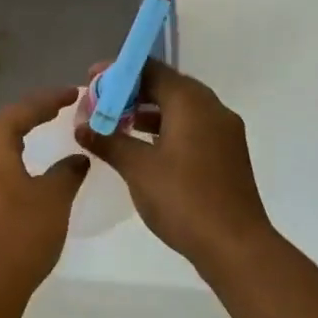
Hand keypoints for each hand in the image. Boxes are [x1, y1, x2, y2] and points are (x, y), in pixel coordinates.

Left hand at [0, 87, 88, 310]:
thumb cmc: (19, 236)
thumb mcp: (53, 200)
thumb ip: (67, 172)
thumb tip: (77, 157)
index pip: (21, 110)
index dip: (48, 100)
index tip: (72, 93)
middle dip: (28, 117)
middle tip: (55, 112)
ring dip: (12, 141)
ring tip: (37, 140)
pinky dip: (1, 164)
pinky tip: (16, 176)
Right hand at [75, 59, 273, 276]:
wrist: (236, 247)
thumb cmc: (183, 199)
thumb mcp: (137, 168)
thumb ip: (108, 141)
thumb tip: (82, 126)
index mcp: (191, 102)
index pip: (150, 69)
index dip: (118, 72)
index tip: (92, 80)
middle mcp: (211, 108)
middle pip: (166, 85)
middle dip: (131, 92)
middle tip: (100, 103)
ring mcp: (224, 131)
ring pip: (180, 107)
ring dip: (147, 111)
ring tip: (115, 124)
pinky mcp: (227, 153)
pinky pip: (192, 126)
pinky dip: (166, 128)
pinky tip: (144, 146)